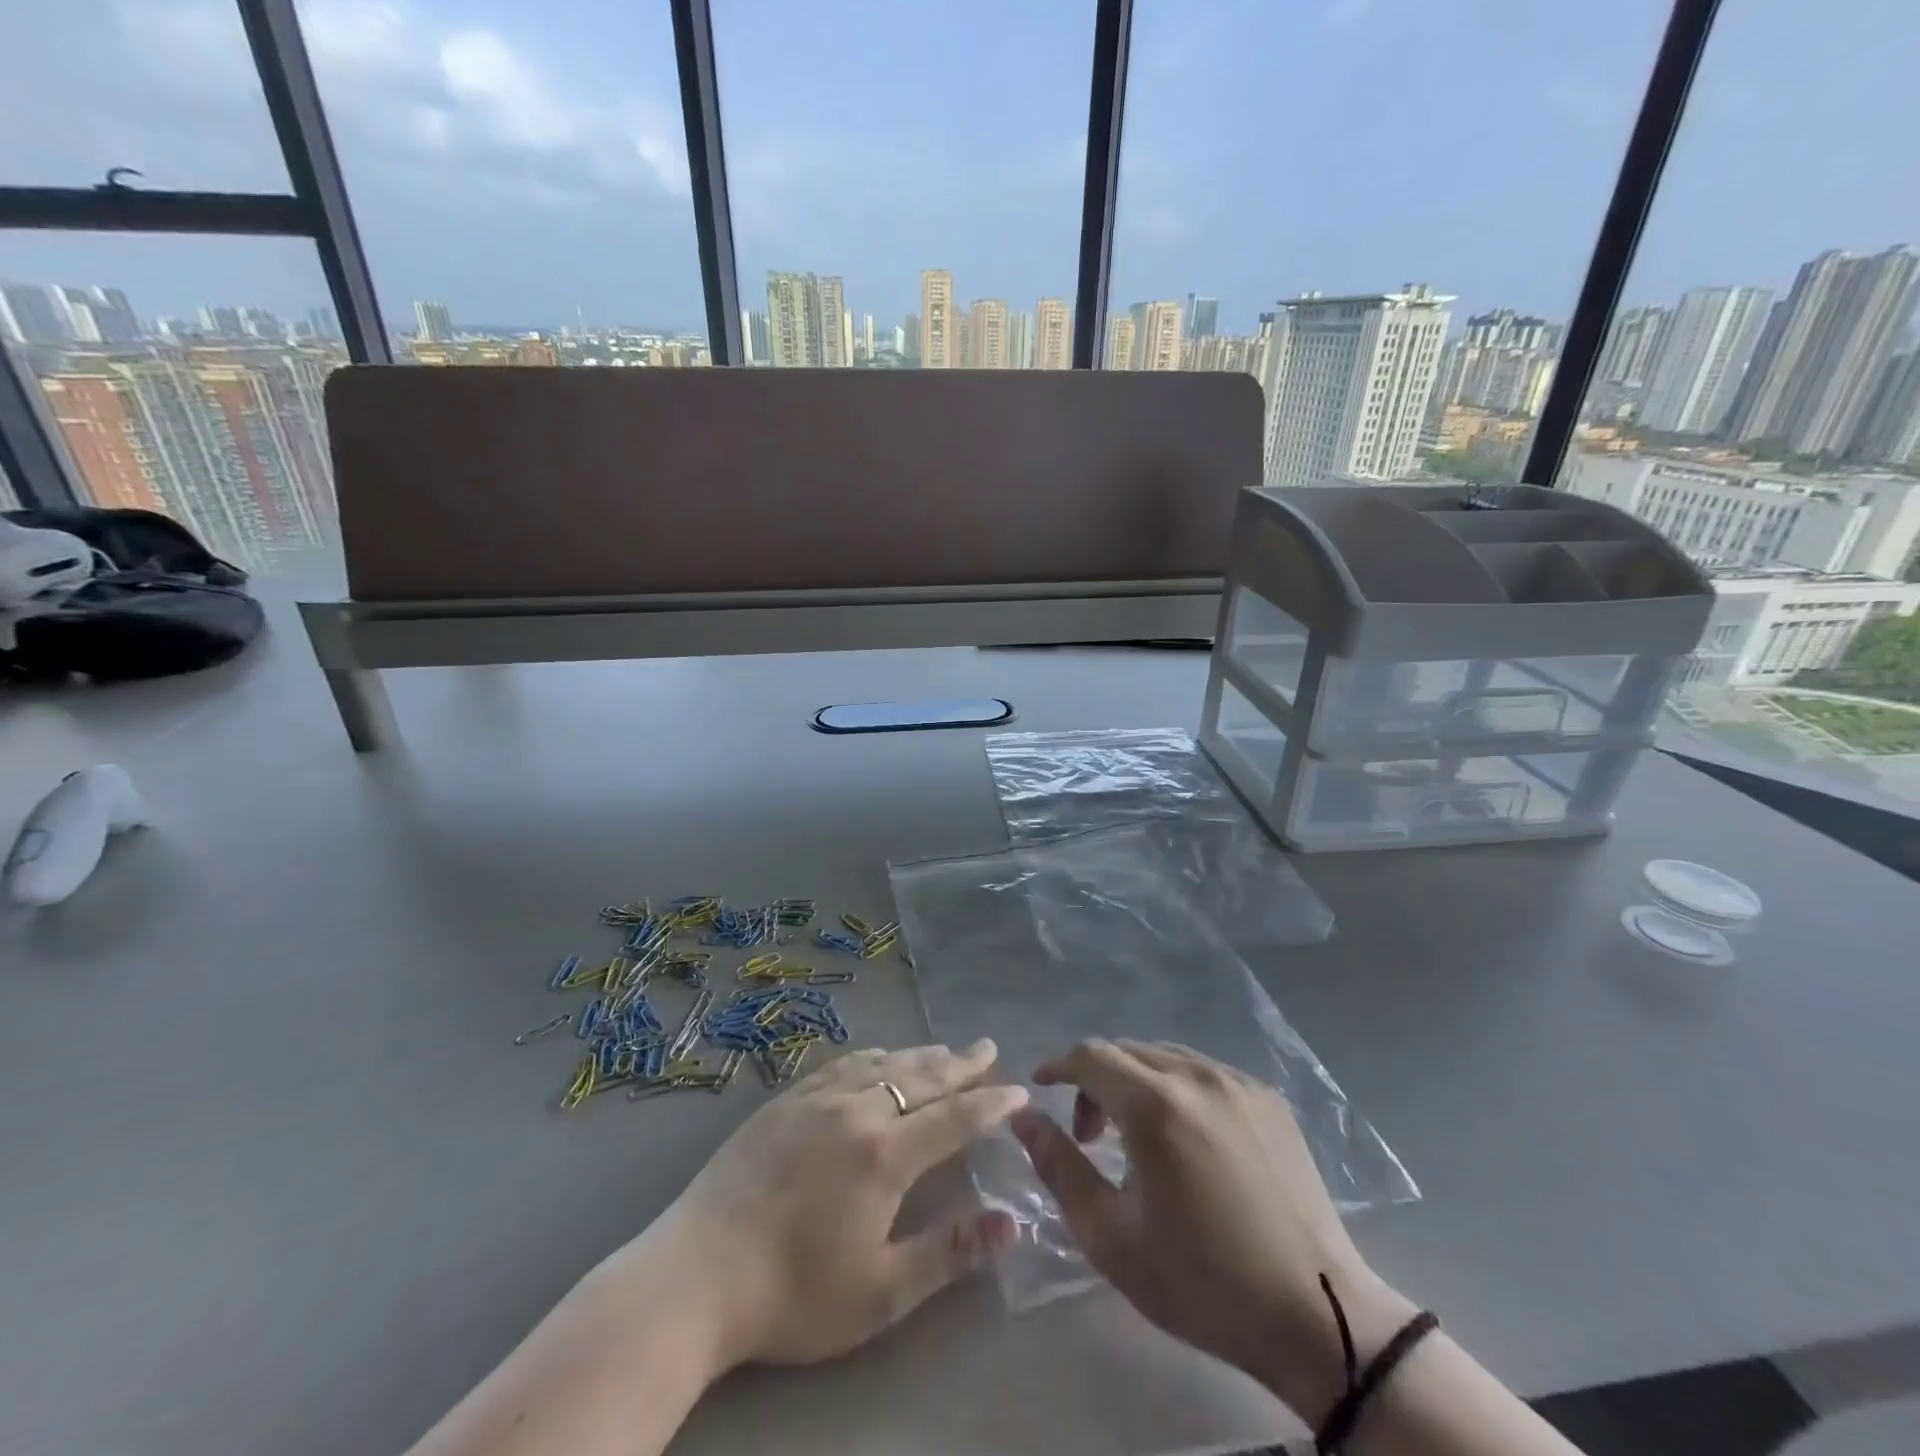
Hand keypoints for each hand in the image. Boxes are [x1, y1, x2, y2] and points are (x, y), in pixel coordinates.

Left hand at [646, 1039, 1026, 1369]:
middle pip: (921, 1077)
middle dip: (961, 1063)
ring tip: (944, 1050)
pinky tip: (876, 1057)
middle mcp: (857, 1110)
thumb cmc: (795, 1292)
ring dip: (920, 1056)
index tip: (1019, 1090)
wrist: (697, 1274)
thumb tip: (1013, 1222)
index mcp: (885, 1154)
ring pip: (883, 1063)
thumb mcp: (881, 1291)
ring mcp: (817, 1099)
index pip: (955, 1117)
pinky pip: (842, 1064)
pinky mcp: (785, 1100)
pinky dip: (872, 1056)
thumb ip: (950, 1251)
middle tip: (987, 1047)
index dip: (991, 1102)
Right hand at [1009, 1040, 1415, 1421]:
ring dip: (1134, 1082)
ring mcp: (1239, 1082)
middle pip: (1126, 1051)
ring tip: (1134, 1137)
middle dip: (1094, 1080)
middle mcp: (1197, 1075)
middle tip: (1087, 1135)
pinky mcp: (1269, 1098)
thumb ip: (1058, 1166)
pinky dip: (1176, 1089)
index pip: (1090, 1056)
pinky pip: (1204, 1073)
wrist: (1319, 1317)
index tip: (1040, 1090)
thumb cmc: (1203, 1282)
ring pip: (1165, 1057)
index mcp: (1156, 1104)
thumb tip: (1024, 1117)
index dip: (1058, 1066)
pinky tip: (1185, 1139)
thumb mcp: (1111, 1236)